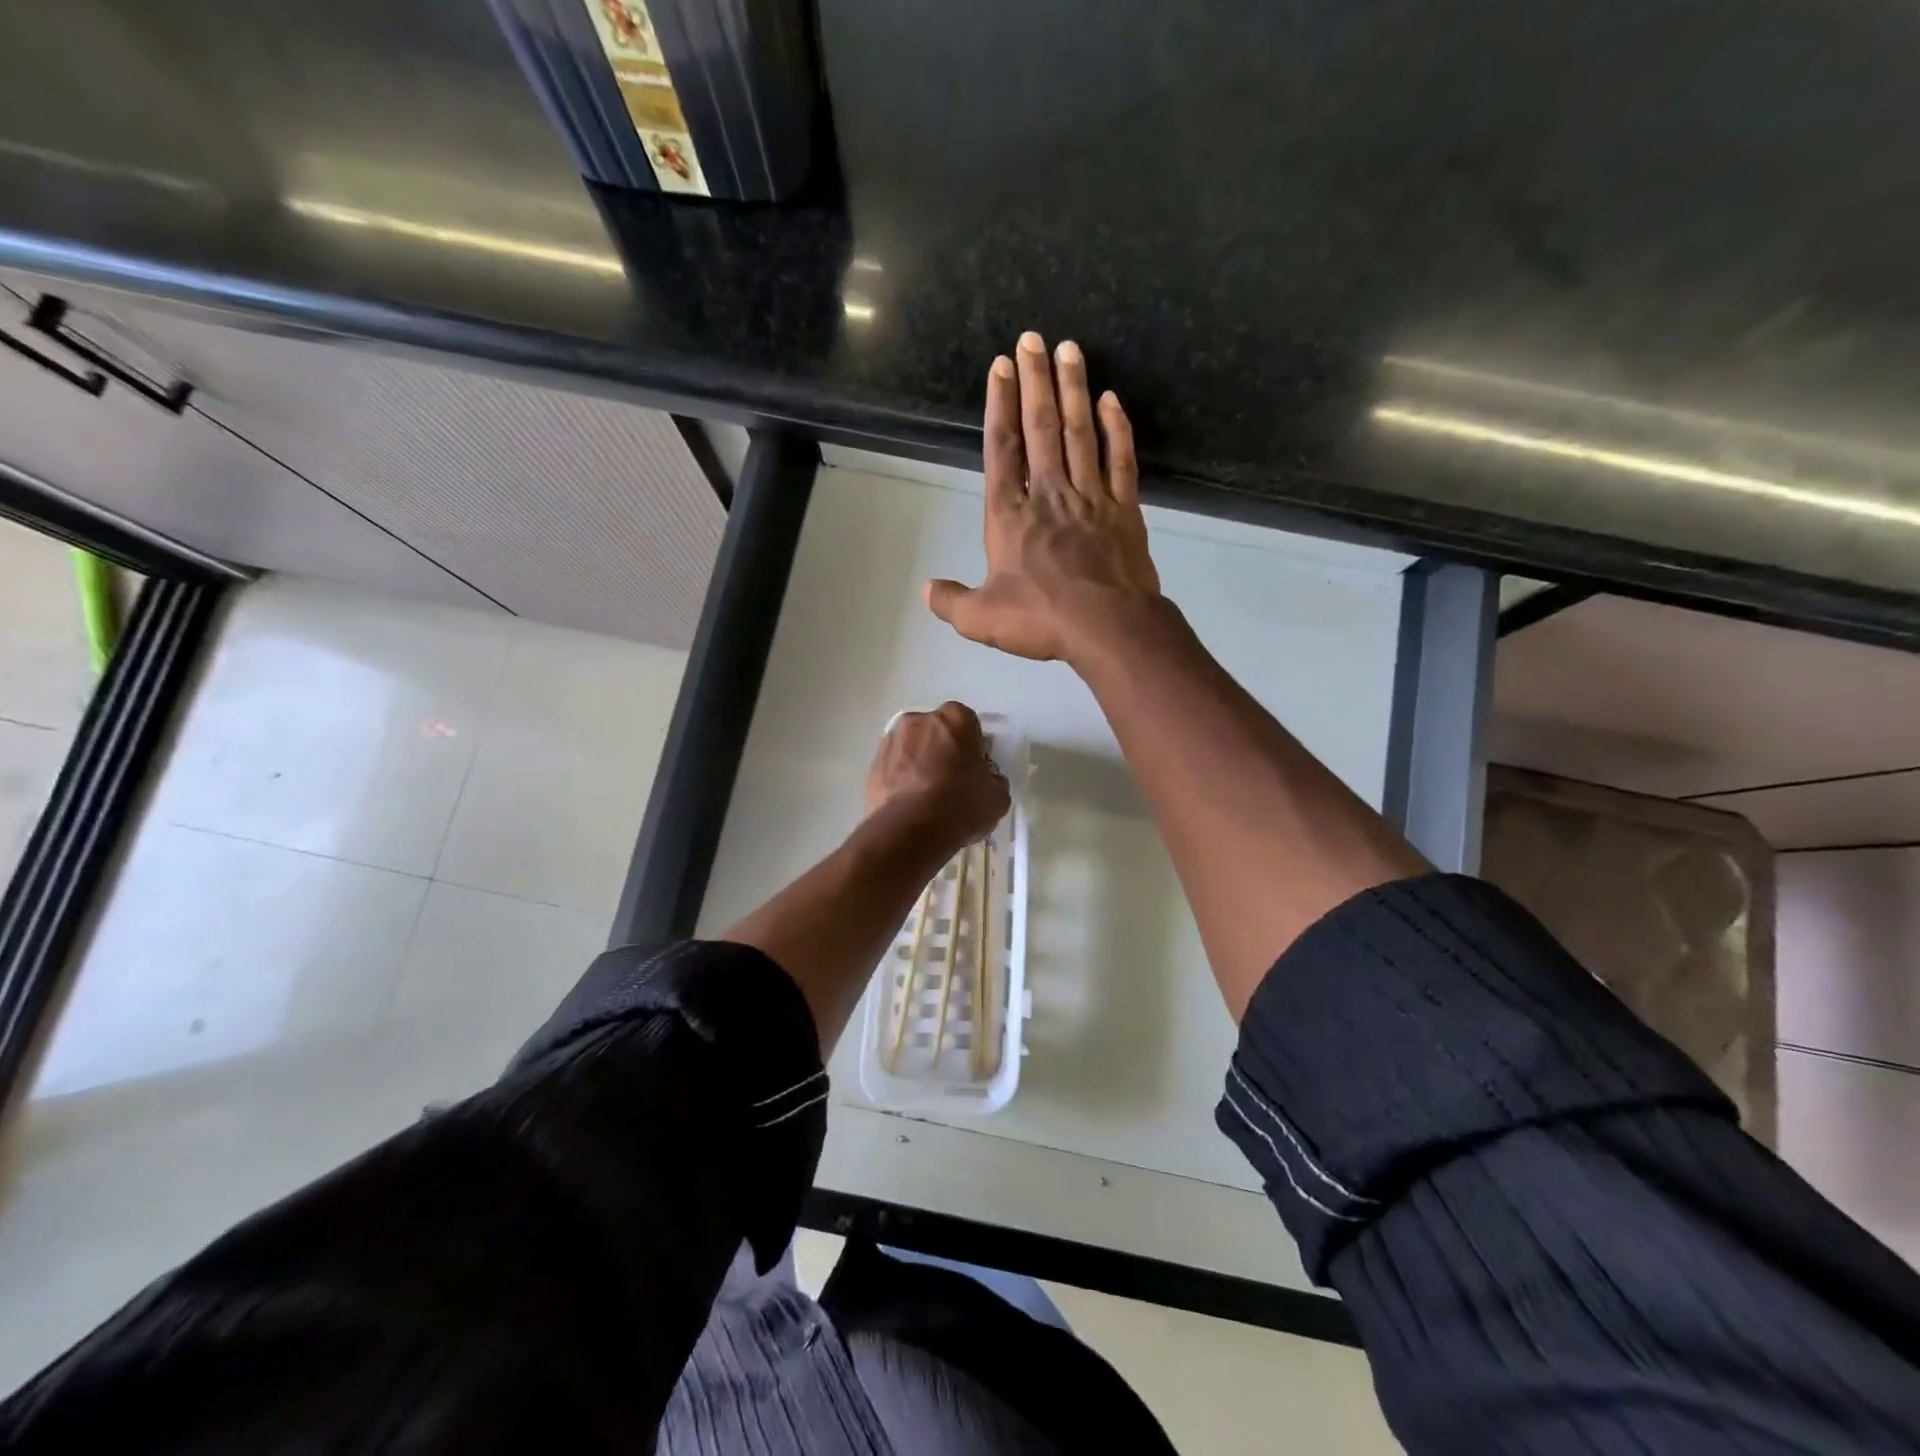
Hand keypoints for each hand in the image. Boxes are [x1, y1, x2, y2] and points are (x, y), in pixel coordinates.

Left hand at [864, 702, 1008, 851]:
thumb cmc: (961, 805)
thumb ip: (993, 780)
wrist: (911, 829)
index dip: (972, 747)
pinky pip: (893, 768)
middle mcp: (920, 720)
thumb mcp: (997, 797)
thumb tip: (987, 780)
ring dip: (918, 763)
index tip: (974, 769)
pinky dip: (899, 779)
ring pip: (911, 748)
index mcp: (955, 718)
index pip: (968, 725)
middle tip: (950, 781)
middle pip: (936, 732)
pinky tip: (908, 804)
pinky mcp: (872, 764)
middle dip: (942, 750)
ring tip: (925, 795)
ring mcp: (891, 740)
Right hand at [925, 332, 1161, 663]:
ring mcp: (1090, 498)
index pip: (1002, 449)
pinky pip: (1120, 460)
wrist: (1107, 627)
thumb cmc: (1041, 619)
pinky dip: (1117, 429)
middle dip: (1035, 381)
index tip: (1001, 366)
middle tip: (1033, 338)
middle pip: (1040, 428)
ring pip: (1080, 433)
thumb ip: (951, 601)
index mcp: (1010, 516)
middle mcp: (1049, 495)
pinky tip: (1111, 400)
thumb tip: (926, 590)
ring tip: (1070, 349)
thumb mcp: (981, 618)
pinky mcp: (1124, 510)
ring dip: (1073, 390)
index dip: (999, 406)